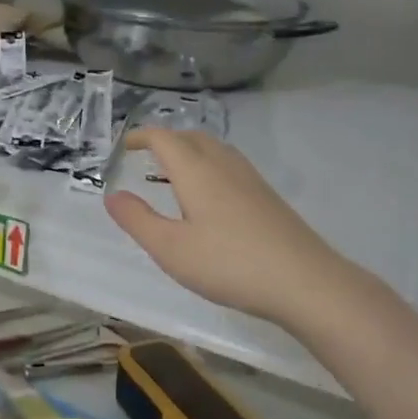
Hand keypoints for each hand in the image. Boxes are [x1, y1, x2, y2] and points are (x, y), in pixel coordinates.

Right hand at [104, 129, 345, 324]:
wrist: (305, 282)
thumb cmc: (228, 264)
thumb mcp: (170, 248)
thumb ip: (138, 220)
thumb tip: (112, 195)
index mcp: (196, 172)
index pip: (164, 139)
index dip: (141, 137)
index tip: (124, 146)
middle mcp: (224, 166)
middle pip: (192, 138)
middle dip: (167, 140)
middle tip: (147, 156)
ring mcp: (251, 181)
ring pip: (216, 151)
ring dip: (190, 152)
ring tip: (174, 174)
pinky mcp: (268, 198)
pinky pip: (231, 167)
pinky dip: (210, 168)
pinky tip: (210, 199)